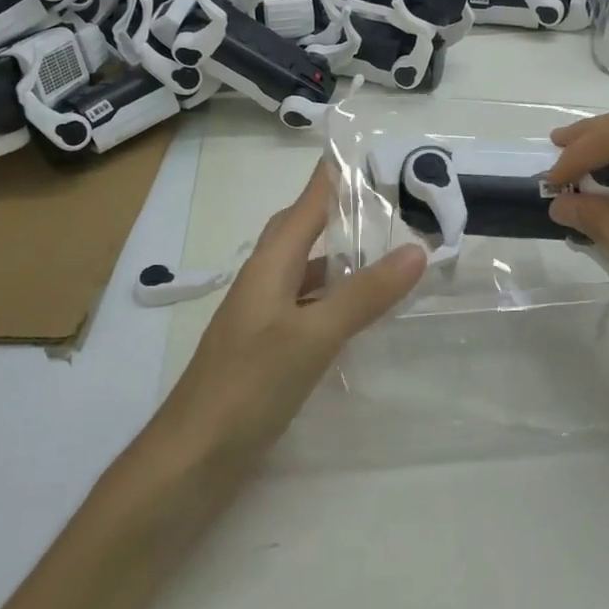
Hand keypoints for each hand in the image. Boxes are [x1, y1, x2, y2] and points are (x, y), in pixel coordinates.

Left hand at [156, 163, 426, 469]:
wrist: (192, 458)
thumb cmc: (248, 385)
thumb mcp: (313, 336)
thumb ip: (364, 294)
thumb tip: (416, 249)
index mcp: (269, 266)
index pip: (305, 206)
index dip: (330, 177)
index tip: (361, 150)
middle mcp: (263, 283)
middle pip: (301, 233)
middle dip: (336, 212)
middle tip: (383, 199)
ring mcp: (262, 319)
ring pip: (305, 272)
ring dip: (338, 258)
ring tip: (381, 251)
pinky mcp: (266, 351)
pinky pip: (306, 307)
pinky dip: (333, 299)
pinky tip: (355, 314)